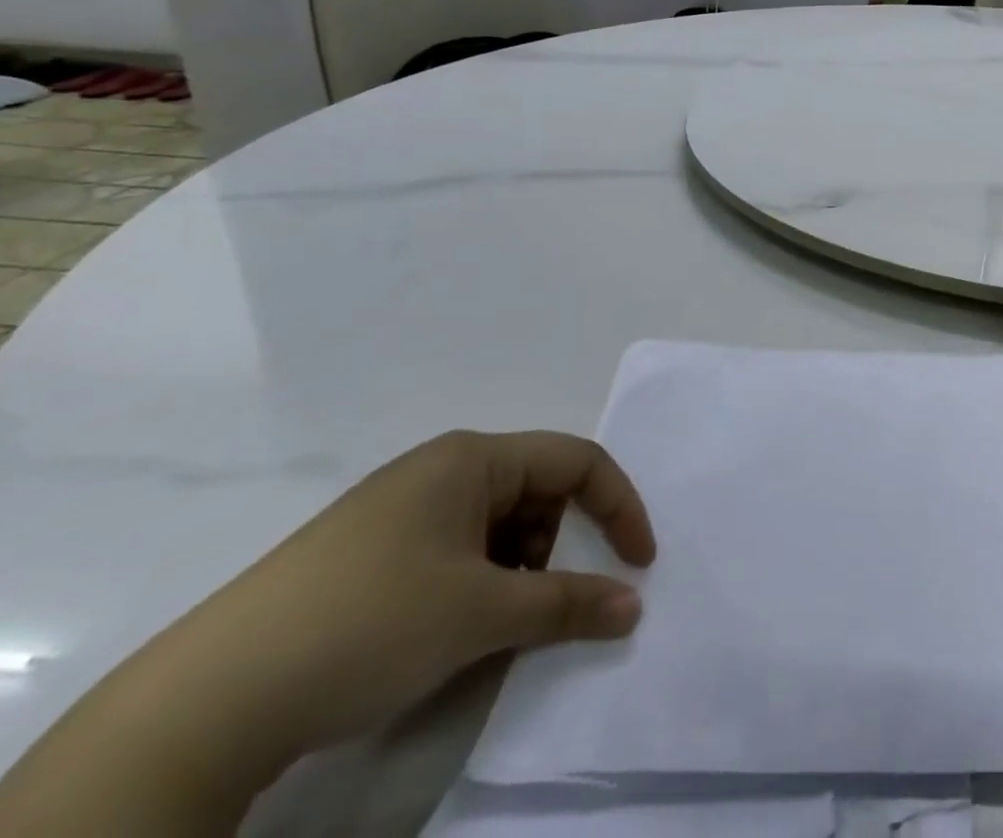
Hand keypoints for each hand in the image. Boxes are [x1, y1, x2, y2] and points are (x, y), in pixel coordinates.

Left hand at [187, 431, 655, 765]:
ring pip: (497, 527)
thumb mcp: (481, 613)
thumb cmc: (368, 624)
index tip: (638, 563)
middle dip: (560, 545)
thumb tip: (633, 607)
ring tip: (495, 625)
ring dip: (518, 571)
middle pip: (537, 492)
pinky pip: (455, 553)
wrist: (200, 708)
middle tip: (549, 602)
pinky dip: (477, 586)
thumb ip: (568, 604)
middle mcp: (439, 470)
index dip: (619, 506)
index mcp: (472, 457)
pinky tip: (452, 633)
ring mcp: (398, 512)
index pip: (577, 461)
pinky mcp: (367, 556)